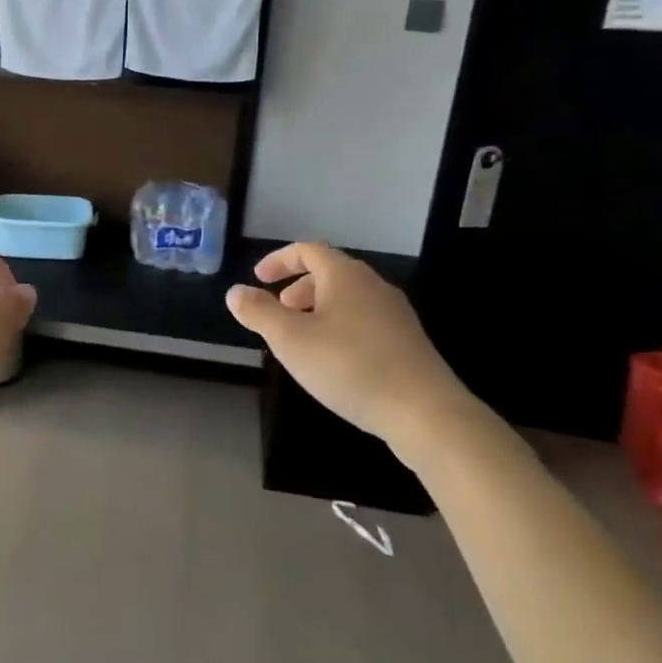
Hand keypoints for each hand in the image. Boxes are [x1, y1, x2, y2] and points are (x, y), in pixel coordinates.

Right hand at [226, 242, 487, 466]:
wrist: (425, 412)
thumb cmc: (349, 366)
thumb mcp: (290, 339)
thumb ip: (259, 312)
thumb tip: (235, 292)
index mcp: (344, 276)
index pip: (308, 250)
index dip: (279, 260)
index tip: (259, 278)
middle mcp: (373, 286)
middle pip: (330, 273)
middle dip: (298, 288)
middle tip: (279, 311)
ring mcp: (395, 314)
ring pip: (348, 299)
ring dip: (319, 309)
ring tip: (302, 339)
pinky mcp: (408, 342)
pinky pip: (364, 321)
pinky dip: (340, 327)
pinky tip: (334, 361)